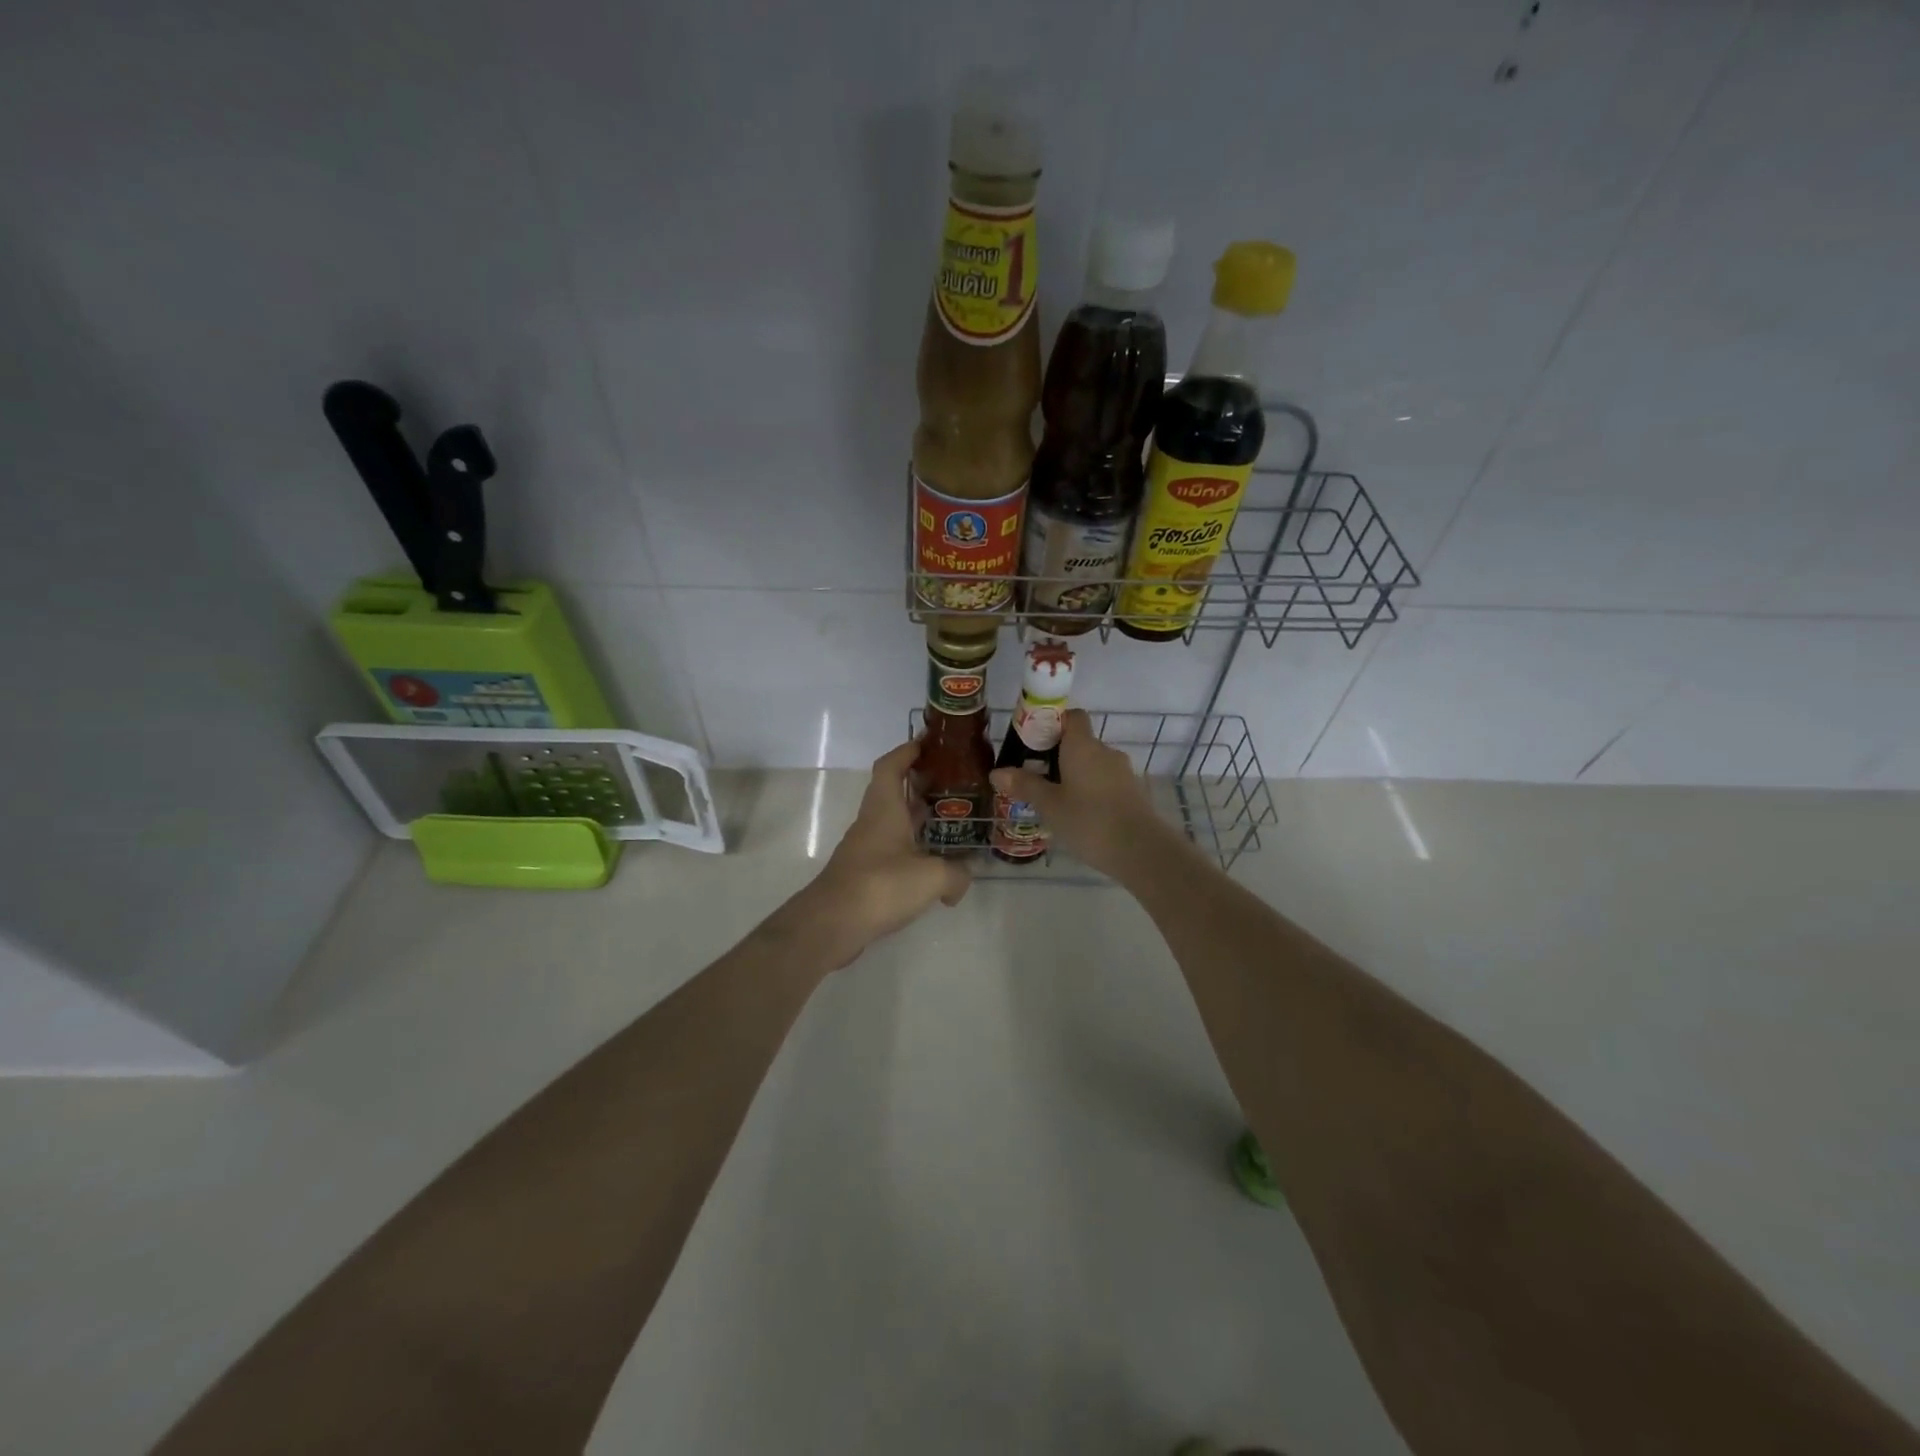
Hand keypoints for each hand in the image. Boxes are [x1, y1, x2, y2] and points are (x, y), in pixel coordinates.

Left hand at [772, 740, 970, 970]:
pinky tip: (933, 865)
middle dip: (919, 783)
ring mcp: (866, 848)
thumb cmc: (881, 885)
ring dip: (916, 818)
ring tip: (949, 821)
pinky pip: (892, 850)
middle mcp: (872, 822)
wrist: (832, 923)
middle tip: (951, 783)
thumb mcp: (932, 877)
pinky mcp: (864, 873)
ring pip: (893, 822)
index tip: (928, 743)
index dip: (907, 750)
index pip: (890, 766)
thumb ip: (956, 874)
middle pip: (893, 791)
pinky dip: (912, 849)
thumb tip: (964, 878)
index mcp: (884, 808)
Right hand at [989, 709, 1172, 880]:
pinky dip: (1092, 791)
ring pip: (1094, 765)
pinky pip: (1106, 782)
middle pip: (1080, 742)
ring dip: (1076, 776)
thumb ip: (1024, 785)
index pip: (1072, 716)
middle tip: (1037, 779)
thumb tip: (997, 772)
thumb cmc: (1089, 820)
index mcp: (1082, 746)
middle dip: (1059, 756)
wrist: (1141, 850)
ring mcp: (1123, 771)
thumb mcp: (1049, 805)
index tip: (1034, 743)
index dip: (1053, 723)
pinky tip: (1080, 816)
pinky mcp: (1133, 792)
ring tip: (1056, 801)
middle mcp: (1105, 751)